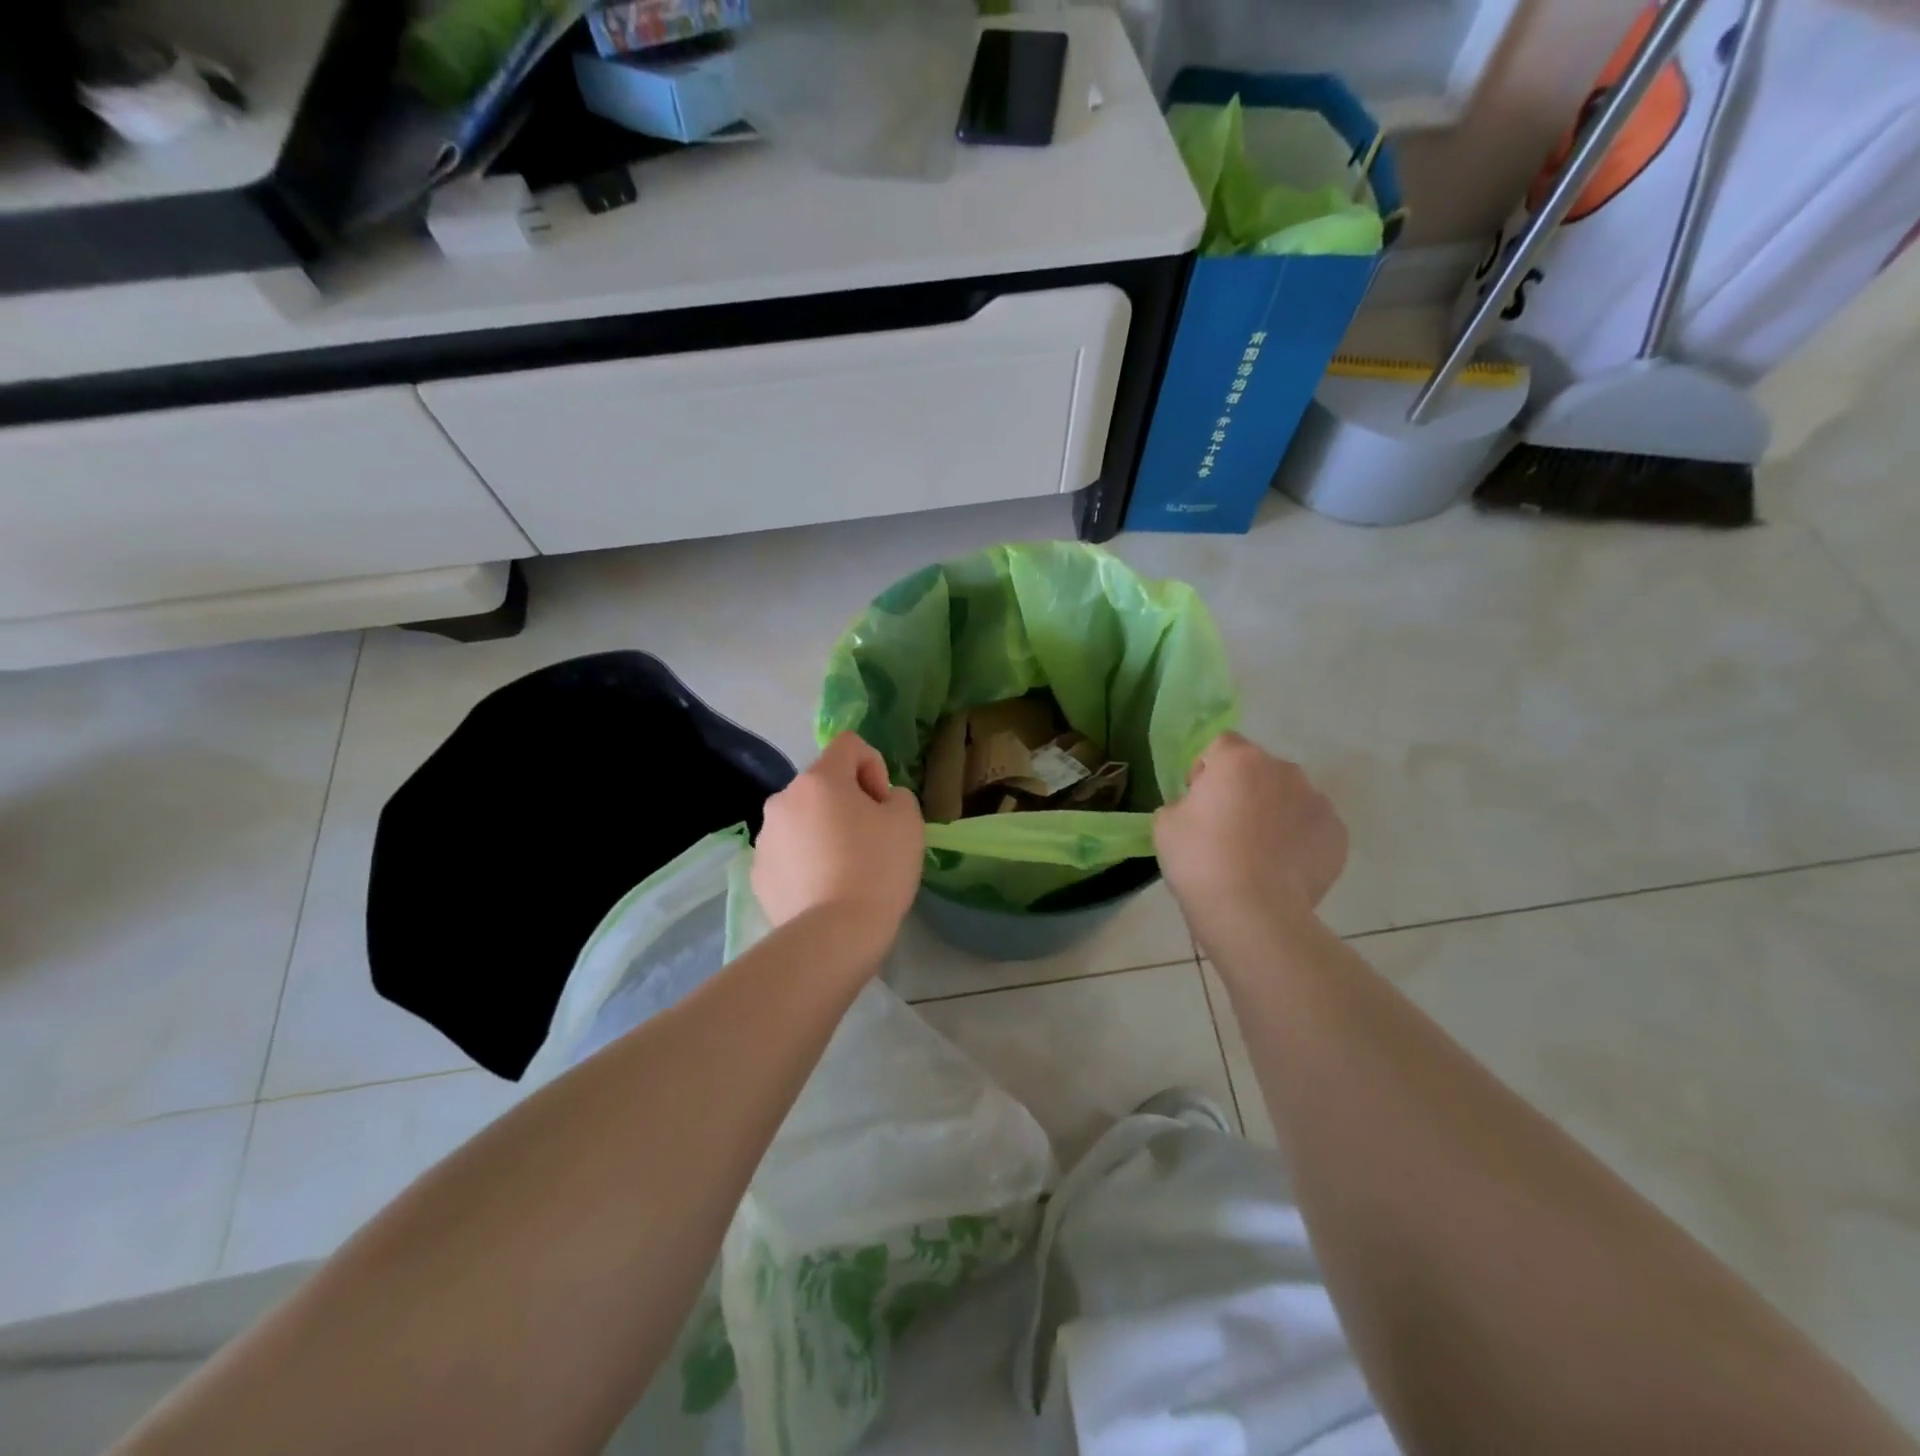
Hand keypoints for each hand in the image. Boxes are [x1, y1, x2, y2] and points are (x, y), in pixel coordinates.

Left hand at [752, 733, 924, 945]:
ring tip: (846, 871)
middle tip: (871, 841)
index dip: (874, 766)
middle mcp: (783, 799)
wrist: (834, 935)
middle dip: (848, 802)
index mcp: (819, 780)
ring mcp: (765, 838)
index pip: (849, 745)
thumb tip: (878, 801)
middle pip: (823, 785)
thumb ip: (896, 795)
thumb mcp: (908, 821)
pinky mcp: (758, 873)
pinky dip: (807, 862)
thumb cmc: (877, 869)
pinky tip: (824, 891)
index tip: (882, 805)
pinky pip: (789, 853)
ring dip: (825, 832)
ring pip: (804, 820)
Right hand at [1154, 733, 1347, 921]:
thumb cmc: (1200, 860)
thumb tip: (1201, 808)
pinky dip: (1298, 840)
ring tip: (1259, 854)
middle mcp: (1284, 770)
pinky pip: (1311, 827)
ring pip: (1289, 797)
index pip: (1222, 745)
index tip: (1200, 802)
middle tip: (1227, 829)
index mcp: (1239, 760)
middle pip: (1259, 770)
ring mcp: (1317, 802)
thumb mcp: (1165, 823)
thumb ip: (1184, 802)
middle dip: (1245, 790)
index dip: (1208, 769)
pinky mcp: (1337, 835)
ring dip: (1274, 813)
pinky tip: (1281, 869)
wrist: (1252, 912)